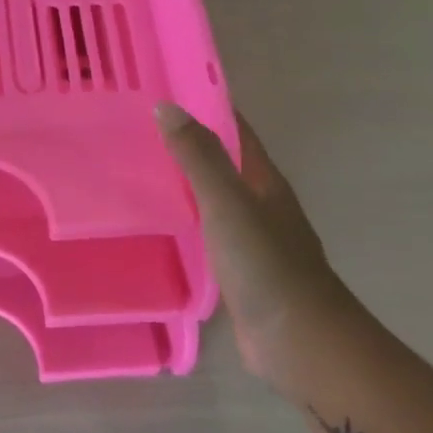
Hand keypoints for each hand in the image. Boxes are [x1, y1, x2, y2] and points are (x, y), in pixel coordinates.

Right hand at [155, 103, 354, 395]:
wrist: (300, 341)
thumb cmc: (266, 264)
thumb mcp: (228, 204)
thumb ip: (198, 158)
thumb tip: (167, 107)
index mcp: (263, 180)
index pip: (233, 129)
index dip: (203, 106)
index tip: (160, 92)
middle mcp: (259, 202)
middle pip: (220, 161)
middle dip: (185, 143)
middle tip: (133, 129)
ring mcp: (250, 237)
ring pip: (211, 197)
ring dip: (181, 182)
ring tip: (134, 169)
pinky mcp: (237, 268)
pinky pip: (205, 231)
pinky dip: (183, 219)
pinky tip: (155, 222)